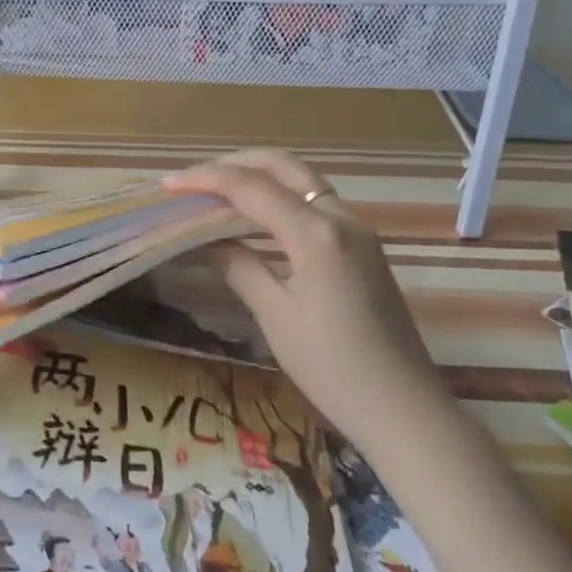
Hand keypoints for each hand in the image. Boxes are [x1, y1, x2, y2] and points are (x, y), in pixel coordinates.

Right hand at [162, 150, 446, 449]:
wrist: (402, 408)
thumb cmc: (331, 368)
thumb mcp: (275, 316)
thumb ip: (239, 266)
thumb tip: (206, 241)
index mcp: (317, 234)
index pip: (252, 189)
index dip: (206, 180)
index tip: (168, 185)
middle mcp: (341, 218)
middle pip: (284, 166)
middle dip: (236, 163)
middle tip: (194, 178)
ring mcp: (358, 230)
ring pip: (303, 181)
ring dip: (260, 176)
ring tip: (216, 191)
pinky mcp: (363, 247)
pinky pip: (316, 203)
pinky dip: (281, 197)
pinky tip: (256, 216)